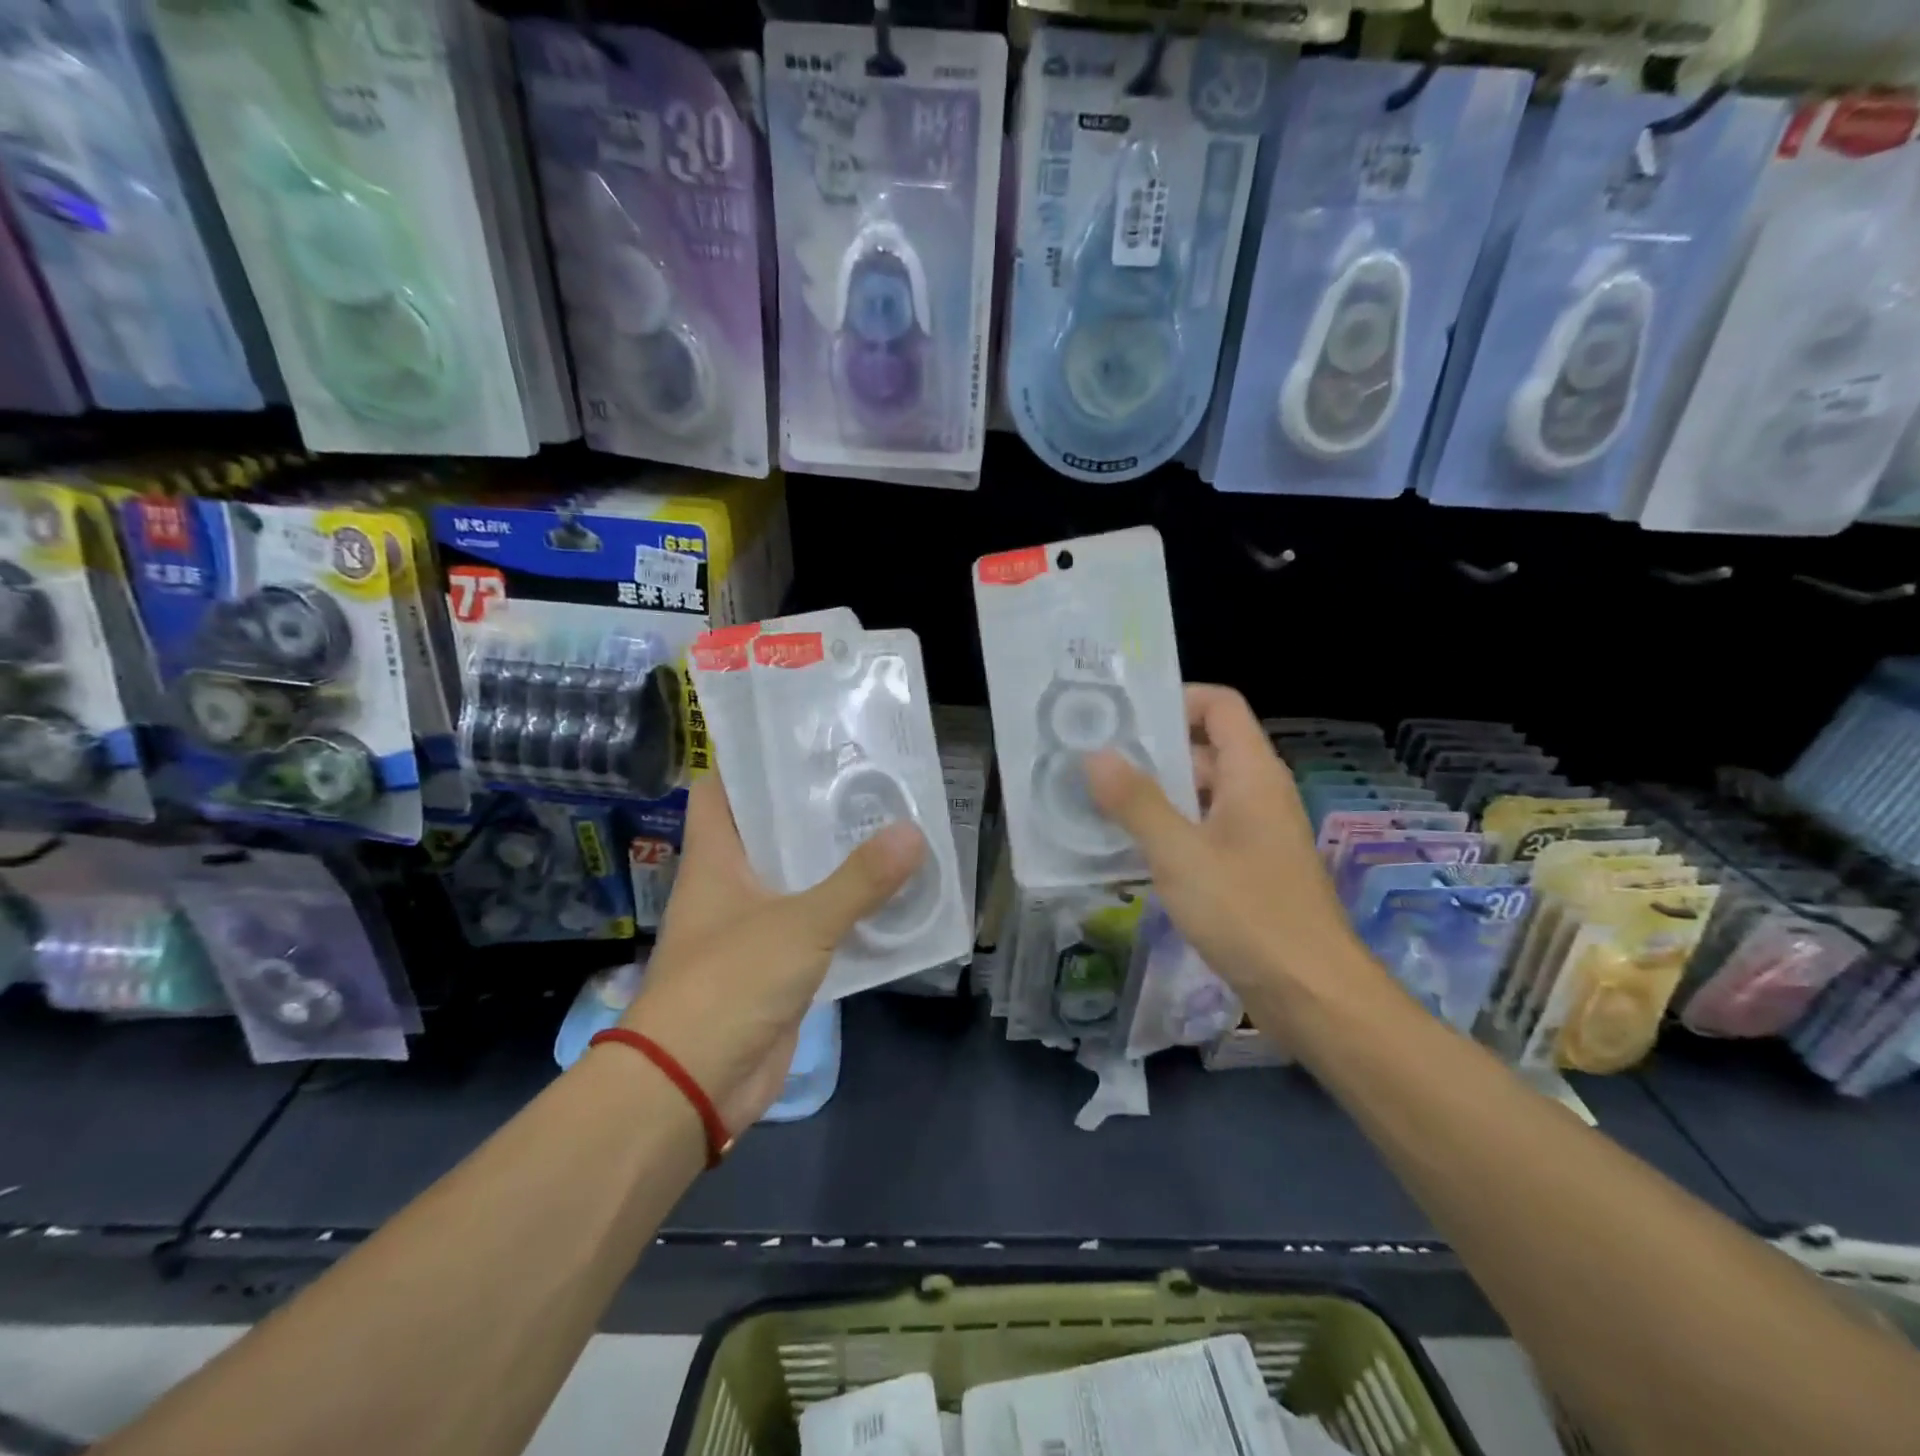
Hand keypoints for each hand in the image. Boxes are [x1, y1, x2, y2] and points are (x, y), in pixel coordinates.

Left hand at [618, 773, 924, 1134]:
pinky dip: (848, 912)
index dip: (753, 759)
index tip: (803, 738)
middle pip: (771, 830)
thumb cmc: (729, 983)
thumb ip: (858, 881)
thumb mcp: (800, 924)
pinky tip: (890, 896)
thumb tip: (913, 832)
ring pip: (799, 878)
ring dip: (837, 860)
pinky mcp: (777, 966)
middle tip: (869, 777)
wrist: (693, 1084)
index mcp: (716, 858)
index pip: (723, 788)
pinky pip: (818, 925)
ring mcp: (754, 926)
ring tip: (890, 824)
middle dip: (815, 807)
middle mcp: (731, 884)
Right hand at [1086, 685, 1373, 1003]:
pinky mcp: (1248, 868)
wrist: (1312, 995)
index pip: (1219, 705)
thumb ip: (1136, 802)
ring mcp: (1254, 832)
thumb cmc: (1248, 914)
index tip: (1123, 715)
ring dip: (1153, 793)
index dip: (1176, 697)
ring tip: (1096, 799)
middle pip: (1203, 747)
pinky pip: (1202, 830)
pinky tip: (1127, 846)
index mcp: (1252, 774)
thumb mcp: (1181, 854)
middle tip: (1092, 758)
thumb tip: (1095, 755)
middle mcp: (1257, 793)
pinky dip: (1167, 829)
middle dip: (1150, 750)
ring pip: (1199, 793)